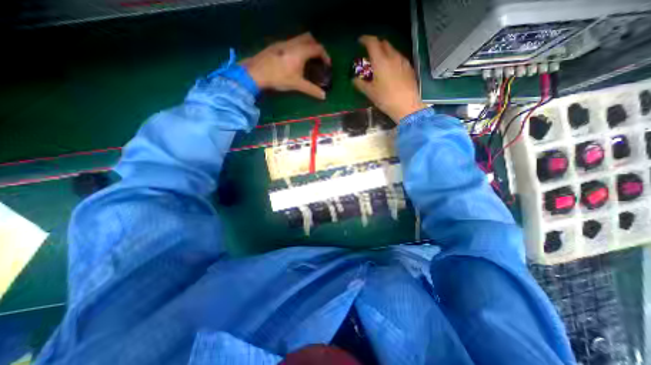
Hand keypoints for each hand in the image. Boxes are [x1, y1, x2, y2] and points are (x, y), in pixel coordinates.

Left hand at [238, 33, 330, 99]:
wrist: (256, 73)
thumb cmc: (279, 78)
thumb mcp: (297, 85)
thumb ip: (311, 90)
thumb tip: (323, 96)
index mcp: (301, 51)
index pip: (318, 48)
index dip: (325, 56)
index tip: (327, 65)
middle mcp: (293, 43)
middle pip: (309, 38)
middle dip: (316, 47)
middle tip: (318, 59)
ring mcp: (283, 43)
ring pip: (299, 39)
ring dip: (306, 47)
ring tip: (307, 61)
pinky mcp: (276, 46)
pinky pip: (291, 42)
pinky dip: (297, 48)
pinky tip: (294, 61)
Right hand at [351, 35, 427, 122]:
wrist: (407, 106)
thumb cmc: (386, 99)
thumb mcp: (370, 93)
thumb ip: (360, 84)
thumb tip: (353, 80)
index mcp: (380, 61)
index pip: (372, 42)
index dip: (365, 39)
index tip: (360, 41)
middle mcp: (392, 57)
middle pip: (384, 43)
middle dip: (375, 45)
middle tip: (369, 53)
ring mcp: (402, 61)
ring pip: (392, 50)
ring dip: (384, 52)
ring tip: (379, 63)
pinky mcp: (409, 67)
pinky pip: (399, 58)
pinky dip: (392, 59)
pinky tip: (390, 70)